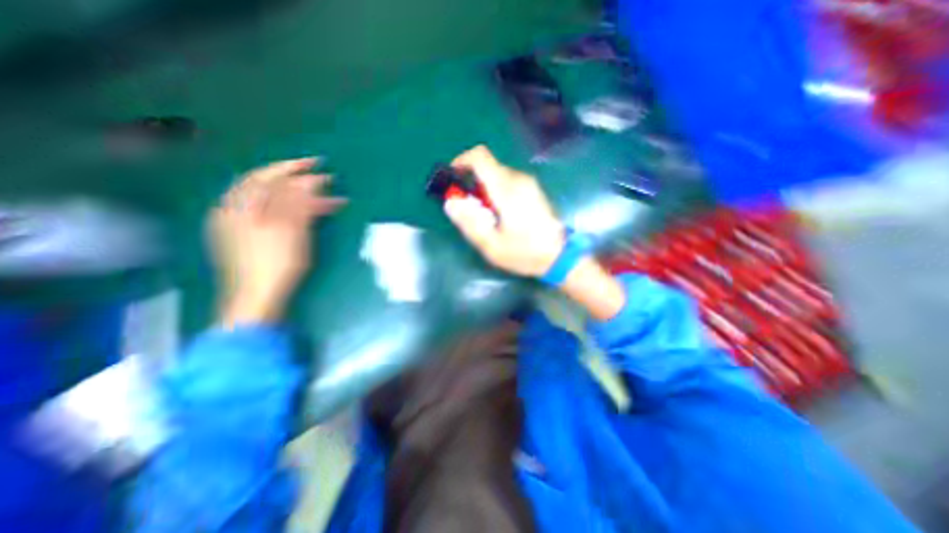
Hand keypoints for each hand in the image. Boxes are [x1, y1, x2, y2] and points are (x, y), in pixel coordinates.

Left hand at [208, 156, 347, 326]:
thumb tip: (311, 181)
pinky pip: (268, 213)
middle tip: (323, 179)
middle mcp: (234, 210)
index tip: (319, 165)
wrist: (258, 297)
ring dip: (297, 196)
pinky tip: (302, 212)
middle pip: (267, 186)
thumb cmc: (276, 263)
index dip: (294, 169)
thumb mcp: (291, 229)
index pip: (268, 177)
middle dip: (297, 181)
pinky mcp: (245, 237)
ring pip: (270, 200)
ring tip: (322, 198)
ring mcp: (238, 224)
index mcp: (240, 206)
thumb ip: (298, 202)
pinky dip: (288, 208)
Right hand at [449, 147, 628, 319]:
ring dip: (484, 189)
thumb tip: (450, 203)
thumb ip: (469, 223)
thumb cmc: (524, 253)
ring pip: (497, 175)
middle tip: (468, 207)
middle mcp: (518, 179)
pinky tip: (500, 214)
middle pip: (487, 167)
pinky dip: (496, 191)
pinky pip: (508, 182)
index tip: (453, 177)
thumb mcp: (491, 245)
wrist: (559, 256)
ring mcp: (529, 183)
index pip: (480, 157)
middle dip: (472, 182)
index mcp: (506, 189)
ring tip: (485, 215)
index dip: (462, 160)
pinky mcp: (533, 189)